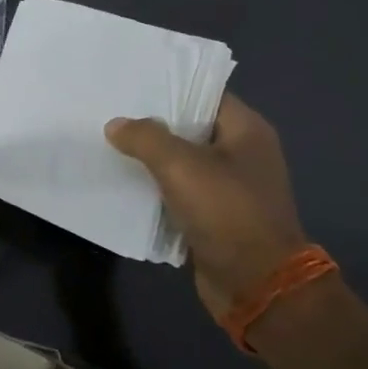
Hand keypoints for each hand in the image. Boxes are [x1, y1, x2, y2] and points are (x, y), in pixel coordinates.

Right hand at [105, 95, 308, 317]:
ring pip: (182, 161)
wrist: (258, 287)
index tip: (131, 81)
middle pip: (190, 126)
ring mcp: (230, 187)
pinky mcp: (216, 216)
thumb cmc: (227, 212)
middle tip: (111, 110)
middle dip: (152, 121)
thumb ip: (145, 137)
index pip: (204, 93)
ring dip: (151, 157)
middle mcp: (242, 153)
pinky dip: (156, 187)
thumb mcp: (181, 166)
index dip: (169, 85)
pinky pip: (180, 191)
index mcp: (246, 130)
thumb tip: (116, 125)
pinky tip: (123, 180)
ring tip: (109, 142)